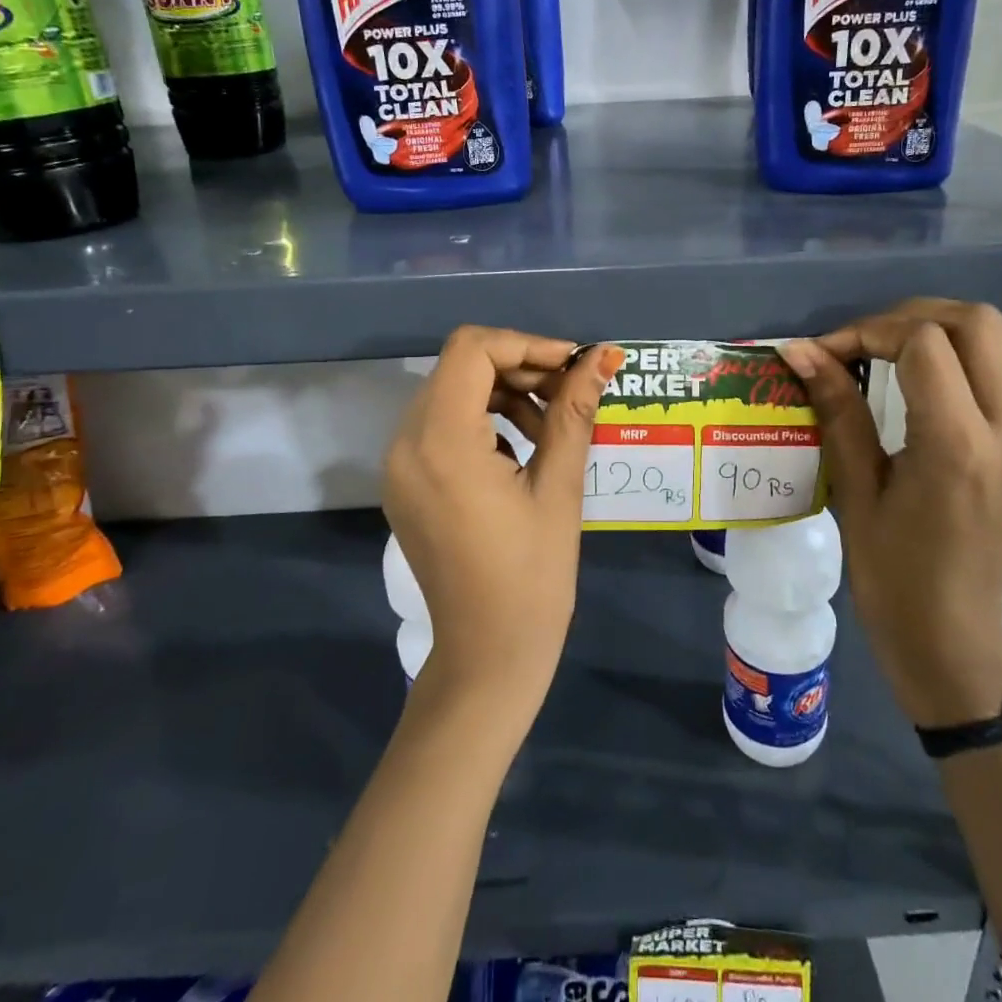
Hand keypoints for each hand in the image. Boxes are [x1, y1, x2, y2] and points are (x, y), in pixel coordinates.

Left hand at [383, 328, 623, 733]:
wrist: (486, 656)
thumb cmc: (532, 577)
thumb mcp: (559, 488)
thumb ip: (574, 412)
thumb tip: (603, 357)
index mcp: (441, 443)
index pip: (472, 350)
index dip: (526, 345)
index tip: (572, 366)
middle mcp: (405, 444)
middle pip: (459, 367)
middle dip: (518, 367)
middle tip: (570, 392)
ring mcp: (398, 465)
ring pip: (449, 392)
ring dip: (501, 392)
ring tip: (549, 424)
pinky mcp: (403, 482)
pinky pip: (439, 424)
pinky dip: (480, 420)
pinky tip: (518, 449)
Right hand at [781, 300, 1001, 726]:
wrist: (949, 629)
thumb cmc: (890, 569)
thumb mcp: (854, 487)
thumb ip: (836, 408)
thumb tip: (800, 350)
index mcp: (957, 445)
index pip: (923, 343)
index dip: (867, 332)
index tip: (829, 353)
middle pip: (977, 324)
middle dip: (911, 317)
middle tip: (867, 342)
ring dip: (965, 327)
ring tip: (917, 346)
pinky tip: (966, 373)